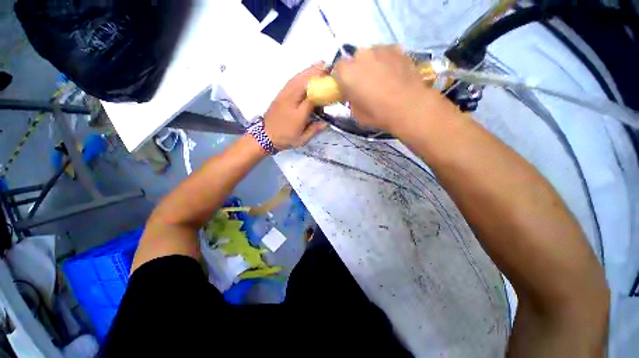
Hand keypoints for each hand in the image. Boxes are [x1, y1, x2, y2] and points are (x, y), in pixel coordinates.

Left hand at [263, 63, 328, 149]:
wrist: (265, 136)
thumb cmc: (285, 138)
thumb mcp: (301, 139)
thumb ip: (314, 130)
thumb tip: (326, 124)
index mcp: (298, 113)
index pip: (313, 97)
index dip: (322, 89)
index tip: (332, 83)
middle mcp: (291, 100)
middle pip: (304, 82)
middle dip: (316, 72)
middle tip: (327, 65)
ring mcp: (284, 96)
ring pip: (297, 79)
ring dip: (308, 70)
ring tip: (318, 64)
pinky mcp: (280, 94)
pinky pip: (291, 81)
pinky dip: (299, 75)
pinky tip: (304, 73)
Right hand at [333, 45, 453, 133]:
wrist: (409, 106)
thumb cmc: (378, 113)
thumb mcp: (356, 114)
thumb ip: (351, 100)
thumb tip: (354, 95)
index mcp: (347, 73)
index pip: (337, 69)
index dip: (342, 78)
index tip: (347, 87)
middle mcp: (361, 56)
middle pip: (354, 59)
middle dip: (357, 69)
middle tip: (365, 83)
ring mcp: (380, 49)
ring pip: (370, 54)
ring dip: (372, 64)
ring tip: (382, 78)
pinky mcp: (396, 49)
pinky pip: (386, 53)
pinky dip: (386, 60)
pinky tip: (394, 73)